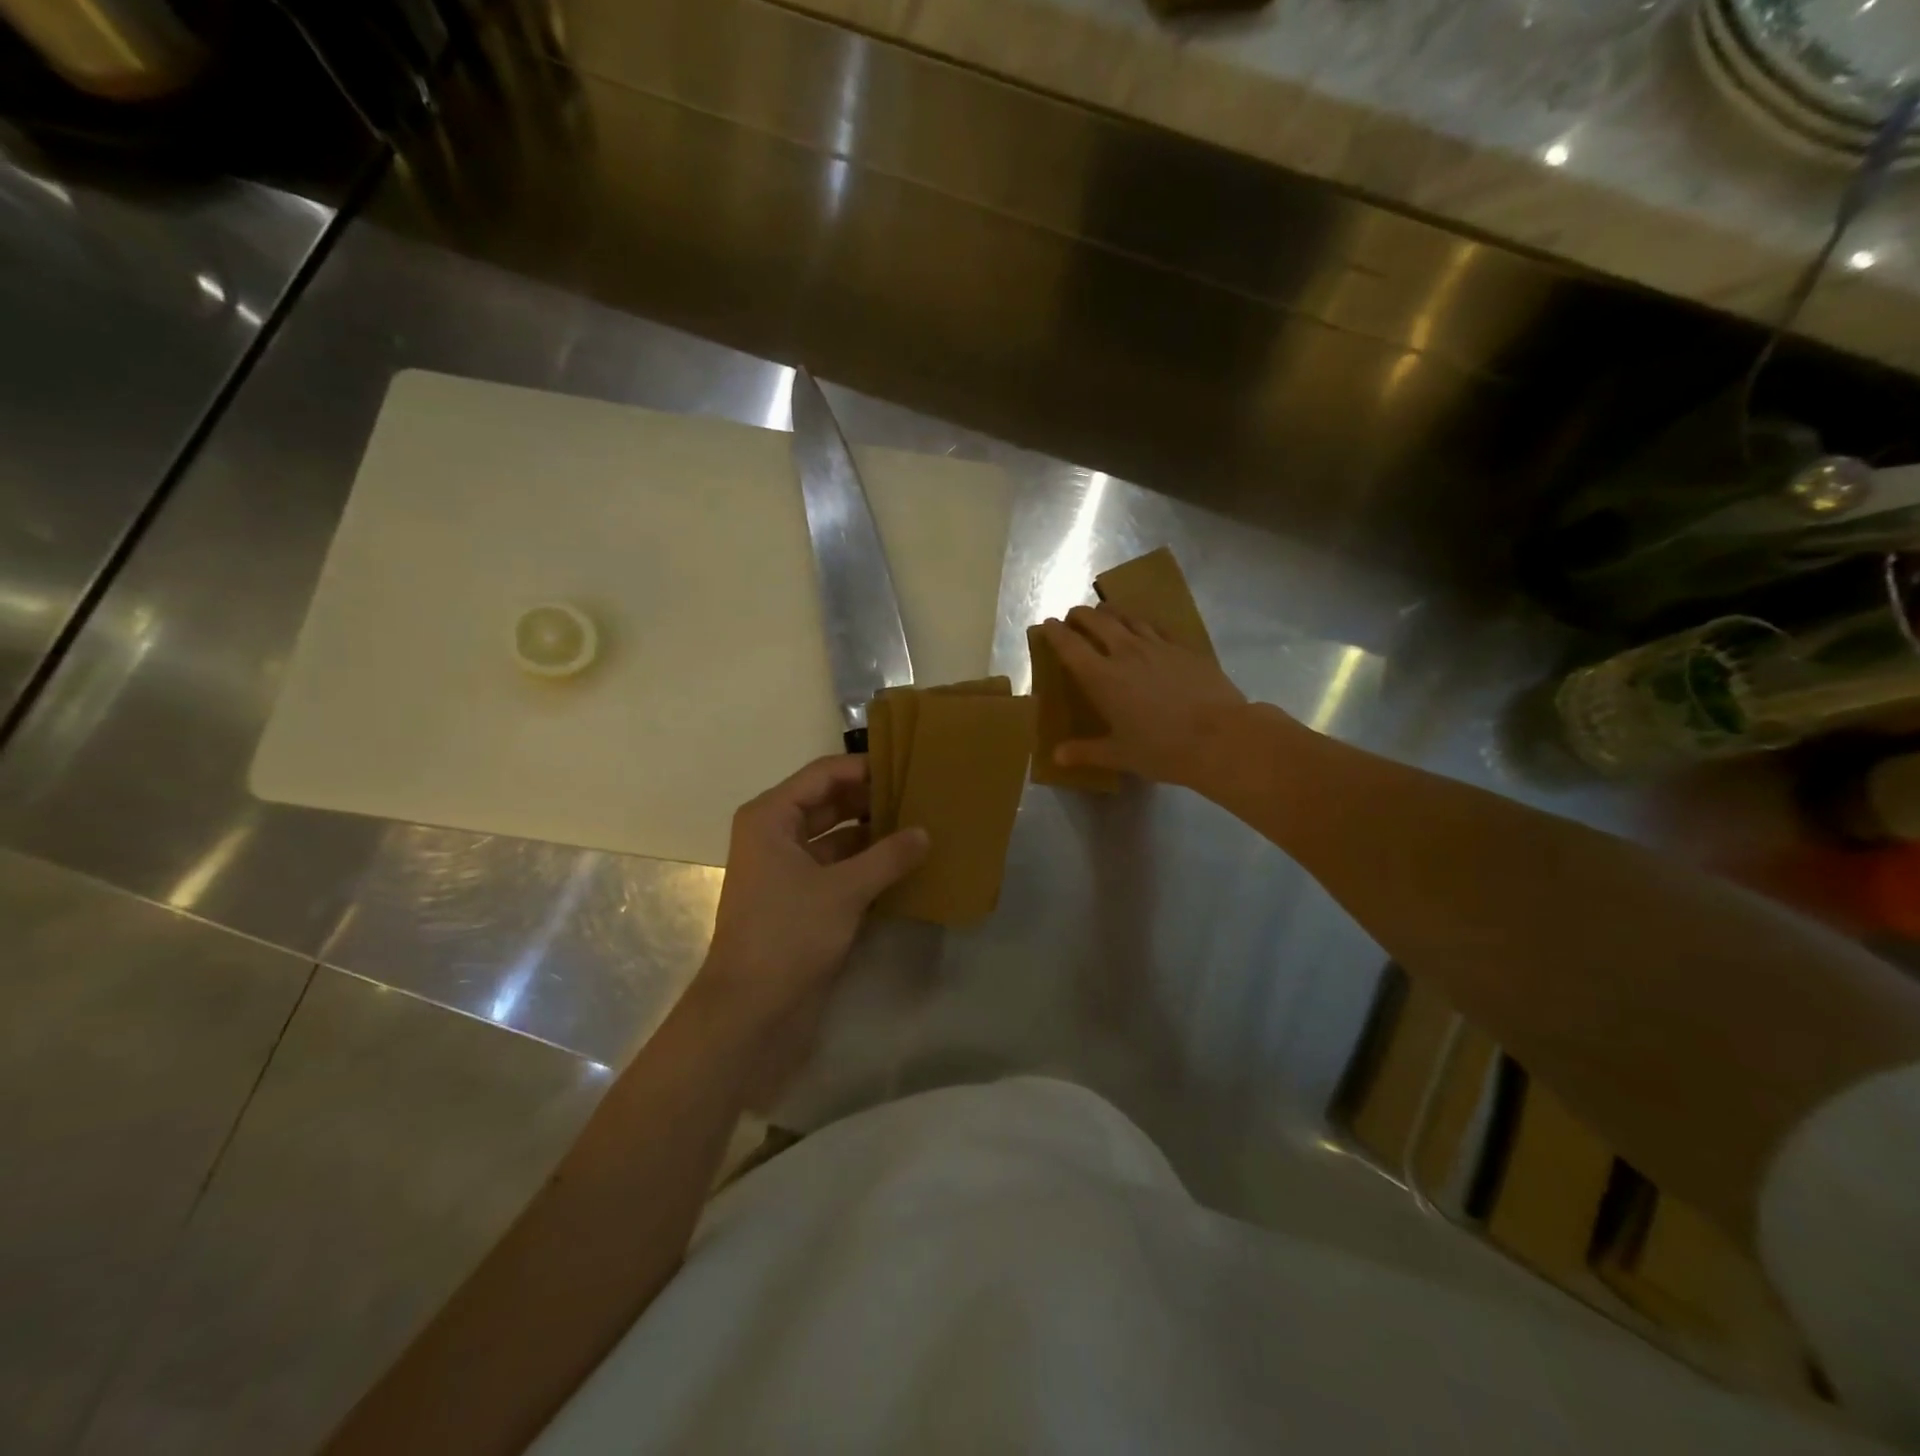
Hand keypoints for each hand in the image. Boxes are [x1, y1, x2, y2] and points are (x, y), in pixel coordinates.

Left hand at [699, 755, 928, 1028]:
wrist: (751, 1011)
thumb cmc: (788, 935)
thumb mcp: (844, 890)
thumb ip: (888, 856)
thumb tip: (925, 833)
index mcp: (771, 817)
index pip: (824, 774)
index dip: (865, 769)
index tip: (908, 768)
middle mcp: (776, 835)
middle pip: (830, 802)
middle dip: (873, 801)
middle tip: (921, 798)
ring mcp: (787, 869)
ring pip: (837, 837)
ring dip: (873, 835)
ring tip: (922, 828)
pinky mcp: (801, 900)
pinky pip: (838, 868)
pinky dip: (867, 865)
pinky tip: (905, 866)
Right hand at [1039, 605, 1253, 787]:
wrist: (1221, 737)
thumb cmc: (1163, 749)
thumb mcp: (1120, 754)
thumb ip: (1086, 752)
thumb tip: (1057, 756)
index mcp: (1102, 678)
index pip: (1070, 646)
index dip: (1055, 632)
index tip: (1047, 624)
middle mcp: (1126, 653)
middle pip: (1097, 621)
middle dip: (1080, 615)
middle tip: (1072, 616)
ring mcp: (1158, 646)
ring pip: (1128, 618)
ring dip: (1110, 613)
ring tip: (1104, 613)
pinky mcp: (1185, 648)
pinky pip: (1157, 626)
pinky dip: (1142, 623)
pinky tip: (1144, 628)